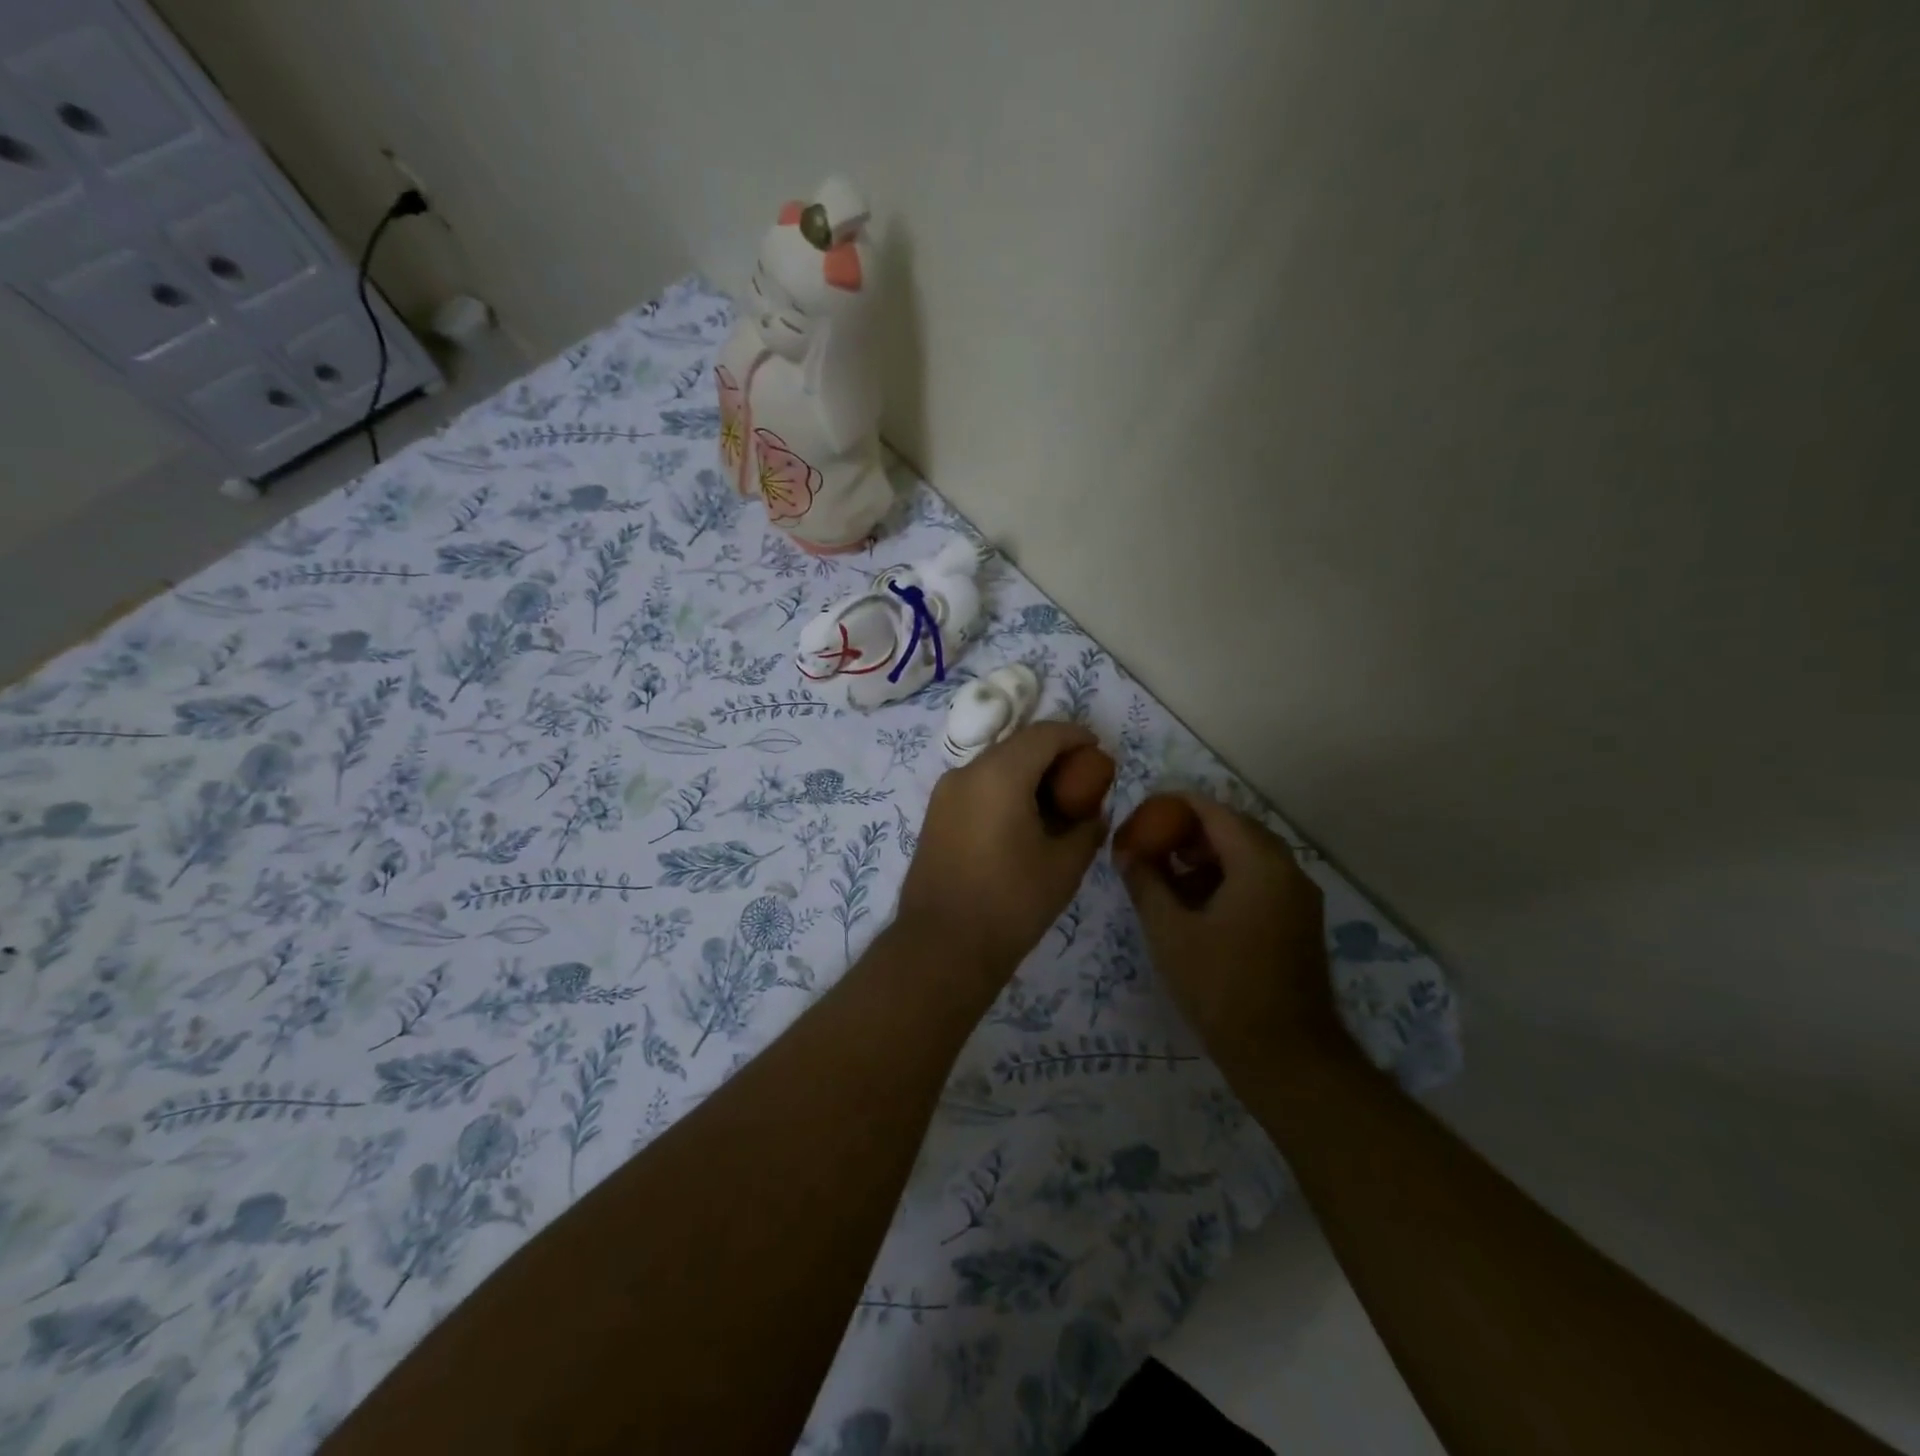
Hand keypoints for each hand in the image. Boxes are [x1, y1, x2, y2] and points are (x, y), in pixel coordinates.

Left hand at [896, 722, 1114, 982]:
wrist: (942, 946)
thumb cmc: (1010, 903)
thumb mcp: (1064, 866)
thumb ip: (1087, 828)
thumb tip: (1094, 812)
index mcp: (999, 774)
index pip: (1045, 734)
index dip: (1076, 736)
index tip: (1099, 751)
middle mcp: (966, 772)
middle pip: (1017, 745)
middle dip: (1052, 754)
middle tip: (1081, 779)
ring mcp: (945, 793)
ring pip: (994, 765)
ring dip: (1026, 772)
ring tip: (1054, 803)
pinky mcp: (935, 816)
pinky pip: (976, 786)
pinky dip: (1004, 789)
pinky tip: (1021, 820)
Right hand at [1113, 792, 1347, 1072]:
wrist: (1286, 1056)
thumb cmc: (1222, 987)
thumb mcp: (1170, 932)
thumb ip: (1145, 882)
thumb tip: (1125, 851)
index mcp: (1259, 863)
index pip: (1212, 810)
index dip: (1172, 807)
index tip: (1139, 819)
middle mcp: (1287, 869)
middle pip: (1233, 828)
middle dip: (1188, 831)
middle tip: (1150, 846)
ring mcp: (1298, 897)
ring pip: (1247, 855)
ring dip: (1206, 856)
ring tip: (1166, 877)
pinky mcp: (1298, 921)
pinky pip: (1259, 880)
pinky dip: (1226, 878)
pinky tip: (1195, 905)